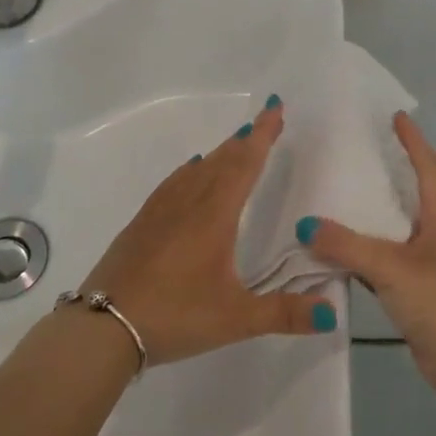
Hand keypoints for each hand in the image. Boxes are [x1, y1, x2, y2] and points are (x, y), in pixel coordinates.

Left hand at [77, 98, 337, 365]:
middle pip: (222, 161)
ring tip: (235, 143)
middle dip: (246, 139)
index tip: (275, 107)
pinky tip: (190, 173)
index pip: (245, 164)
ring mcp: (160, 211)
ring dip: (221, 153)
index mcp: (215, 215)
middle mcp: (189, 203)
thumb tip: (333, 313)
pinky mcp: (141, 224)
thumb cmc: (175, 315)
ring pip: (197, 170)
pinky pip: (173, 184)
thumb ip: (285, 314)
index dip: (263, 135)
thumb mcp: (236, 319)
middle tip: (264, 120)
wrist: (102, 327)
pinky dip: (190, 171)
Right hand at [301, 113, 435, 395]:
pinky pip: (385, 263)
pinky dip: (364, 255)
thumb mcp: (389, 265)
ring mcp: (428, 266)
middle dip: (393, 174)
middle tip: (362, 155)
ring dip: (374, 216)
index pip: (428, 169)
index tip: (398, 117)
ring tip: (342, 199)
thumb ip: (346, 245)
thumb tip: (305, 224)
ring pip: (396, 231)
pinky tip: (339, 256)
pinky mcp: (416, 293)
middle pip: (414, 196)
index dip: (414, 142)